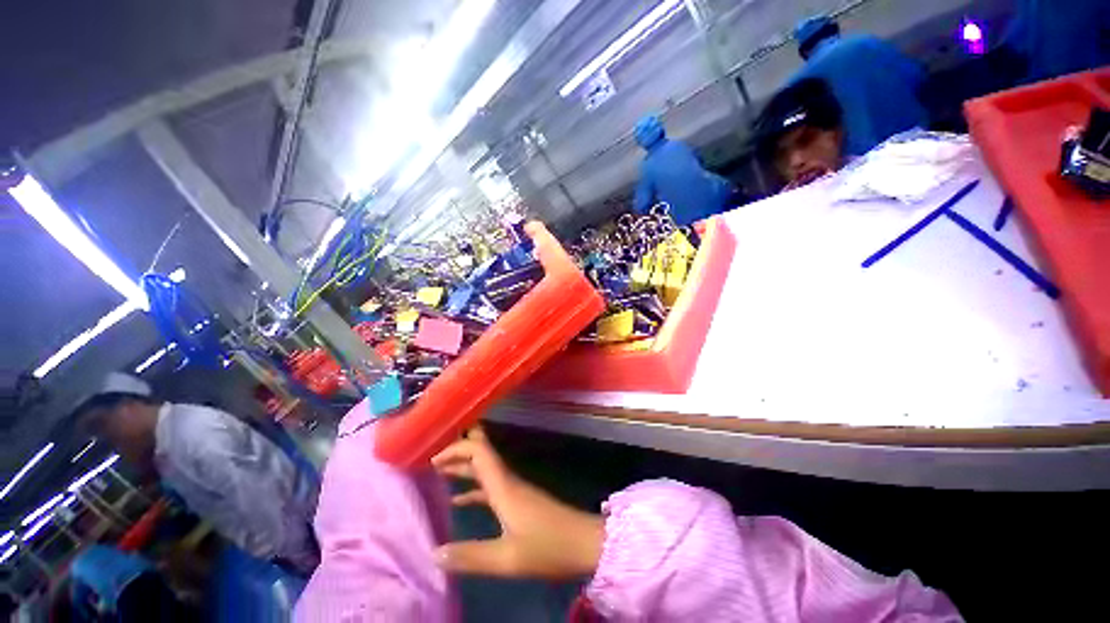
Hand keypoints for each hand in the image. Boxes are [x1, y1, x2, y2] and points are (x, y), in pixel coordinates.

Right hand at [431, 427, 604, 578]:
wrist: (583, 544)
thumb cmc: (547, 547)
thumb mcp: (507, 559)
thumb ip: (470, 556)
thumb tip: (433, 553)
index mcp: (503, 486)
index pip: (479, 451)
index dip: (457, 448)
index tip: (433, 458)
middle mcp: (507, 481)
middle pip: (481, 455)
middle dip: (457, 452)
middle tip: (430, 459)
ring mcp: (513, 489)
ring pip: (484, 470)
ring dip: (463, 468)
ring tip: (437, 474)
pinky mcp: (518, 500)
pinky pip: (490, 487)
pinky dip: (473, 488)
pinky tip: (458, 500)